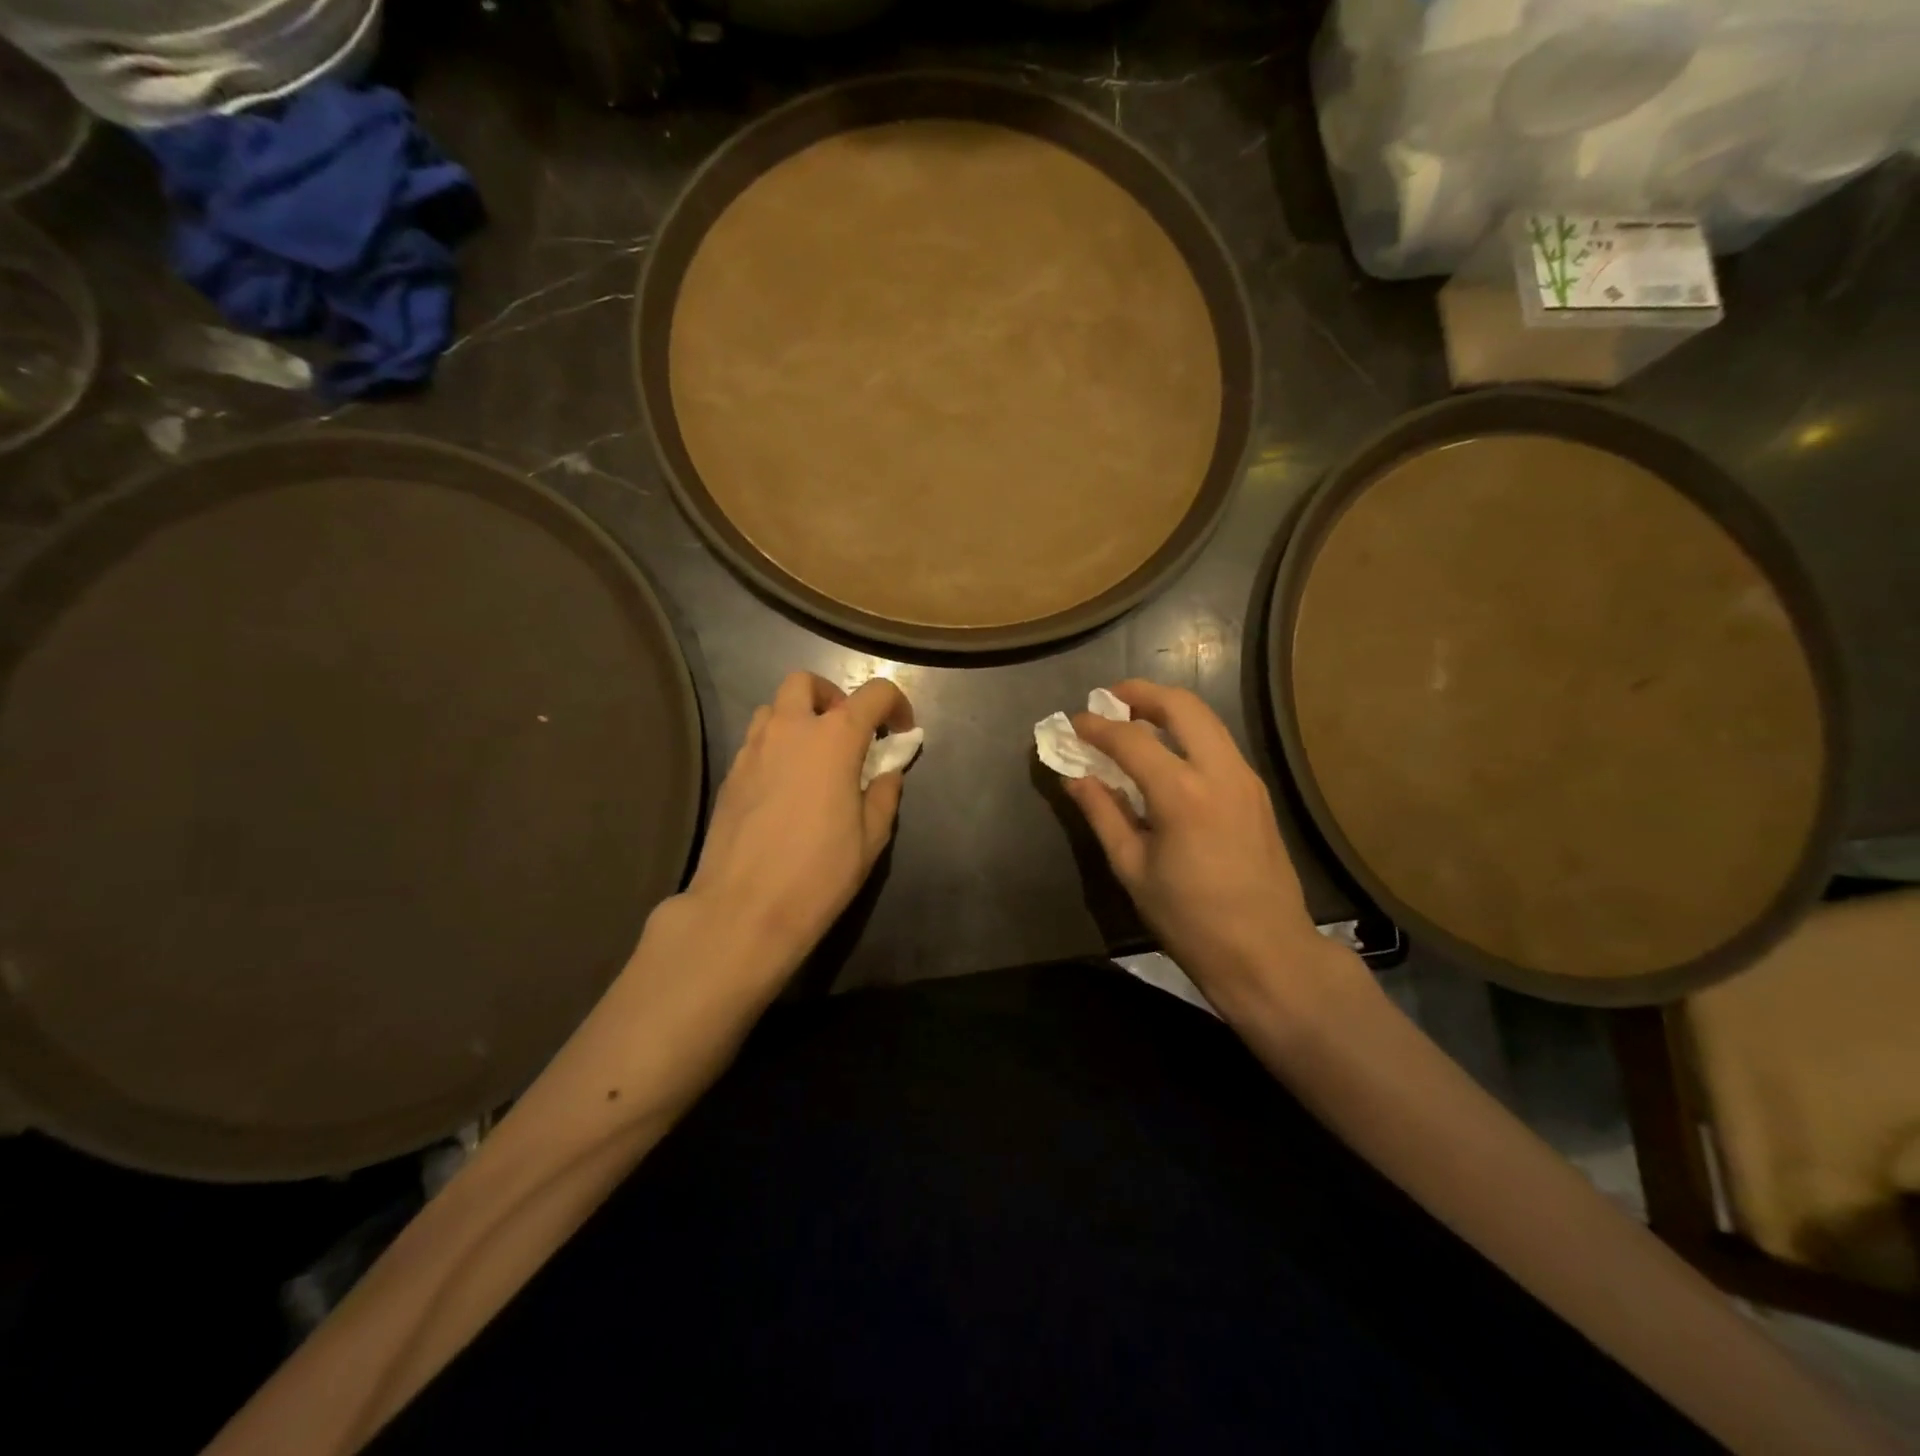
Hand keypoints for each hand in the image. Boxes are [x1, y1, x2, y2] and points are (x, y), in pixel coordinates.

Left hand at [680, 671, 913, 978]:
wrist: (744, 909)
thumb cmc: (819, 872)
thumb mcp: (871, 837)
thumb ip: (884, 793)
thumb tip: (888, 772)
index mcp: (834, 738)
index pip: (873, 693)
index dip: (895, 704)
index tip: (901, 732)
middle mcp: (790, 729)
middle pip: (806, 683)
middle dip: (832, 697)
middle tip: (848, 734)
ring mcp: (752, 749)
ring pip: (773, 708)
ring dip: (799, 719)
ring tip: (814, 758)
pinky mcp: (729, 774)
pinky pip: (756, 742)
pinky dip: (776, 747)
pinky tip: (786, 787)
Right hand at [1064, 680, 1347, 1011]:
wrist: (1267, 952)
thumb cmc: (1190, 918)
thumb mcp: (1132, 868)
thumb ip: (1102, 814)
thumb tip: (1075, 777)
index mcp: (1181, 793)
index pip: (1131, 739)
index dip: (1097, 727)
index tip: (1073, 722)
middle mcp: (1219, 771)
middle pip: (1182, 706)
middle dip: (1142, 693)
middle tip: (1111, 699)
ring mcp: (1246, 779)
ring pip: (1207, 720)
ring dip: (1169, 710)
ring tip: (1135, 720)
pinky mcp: (1257, 792)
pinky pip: (1219, 744)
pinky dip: (1189, 733)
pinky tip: (1168, 754)